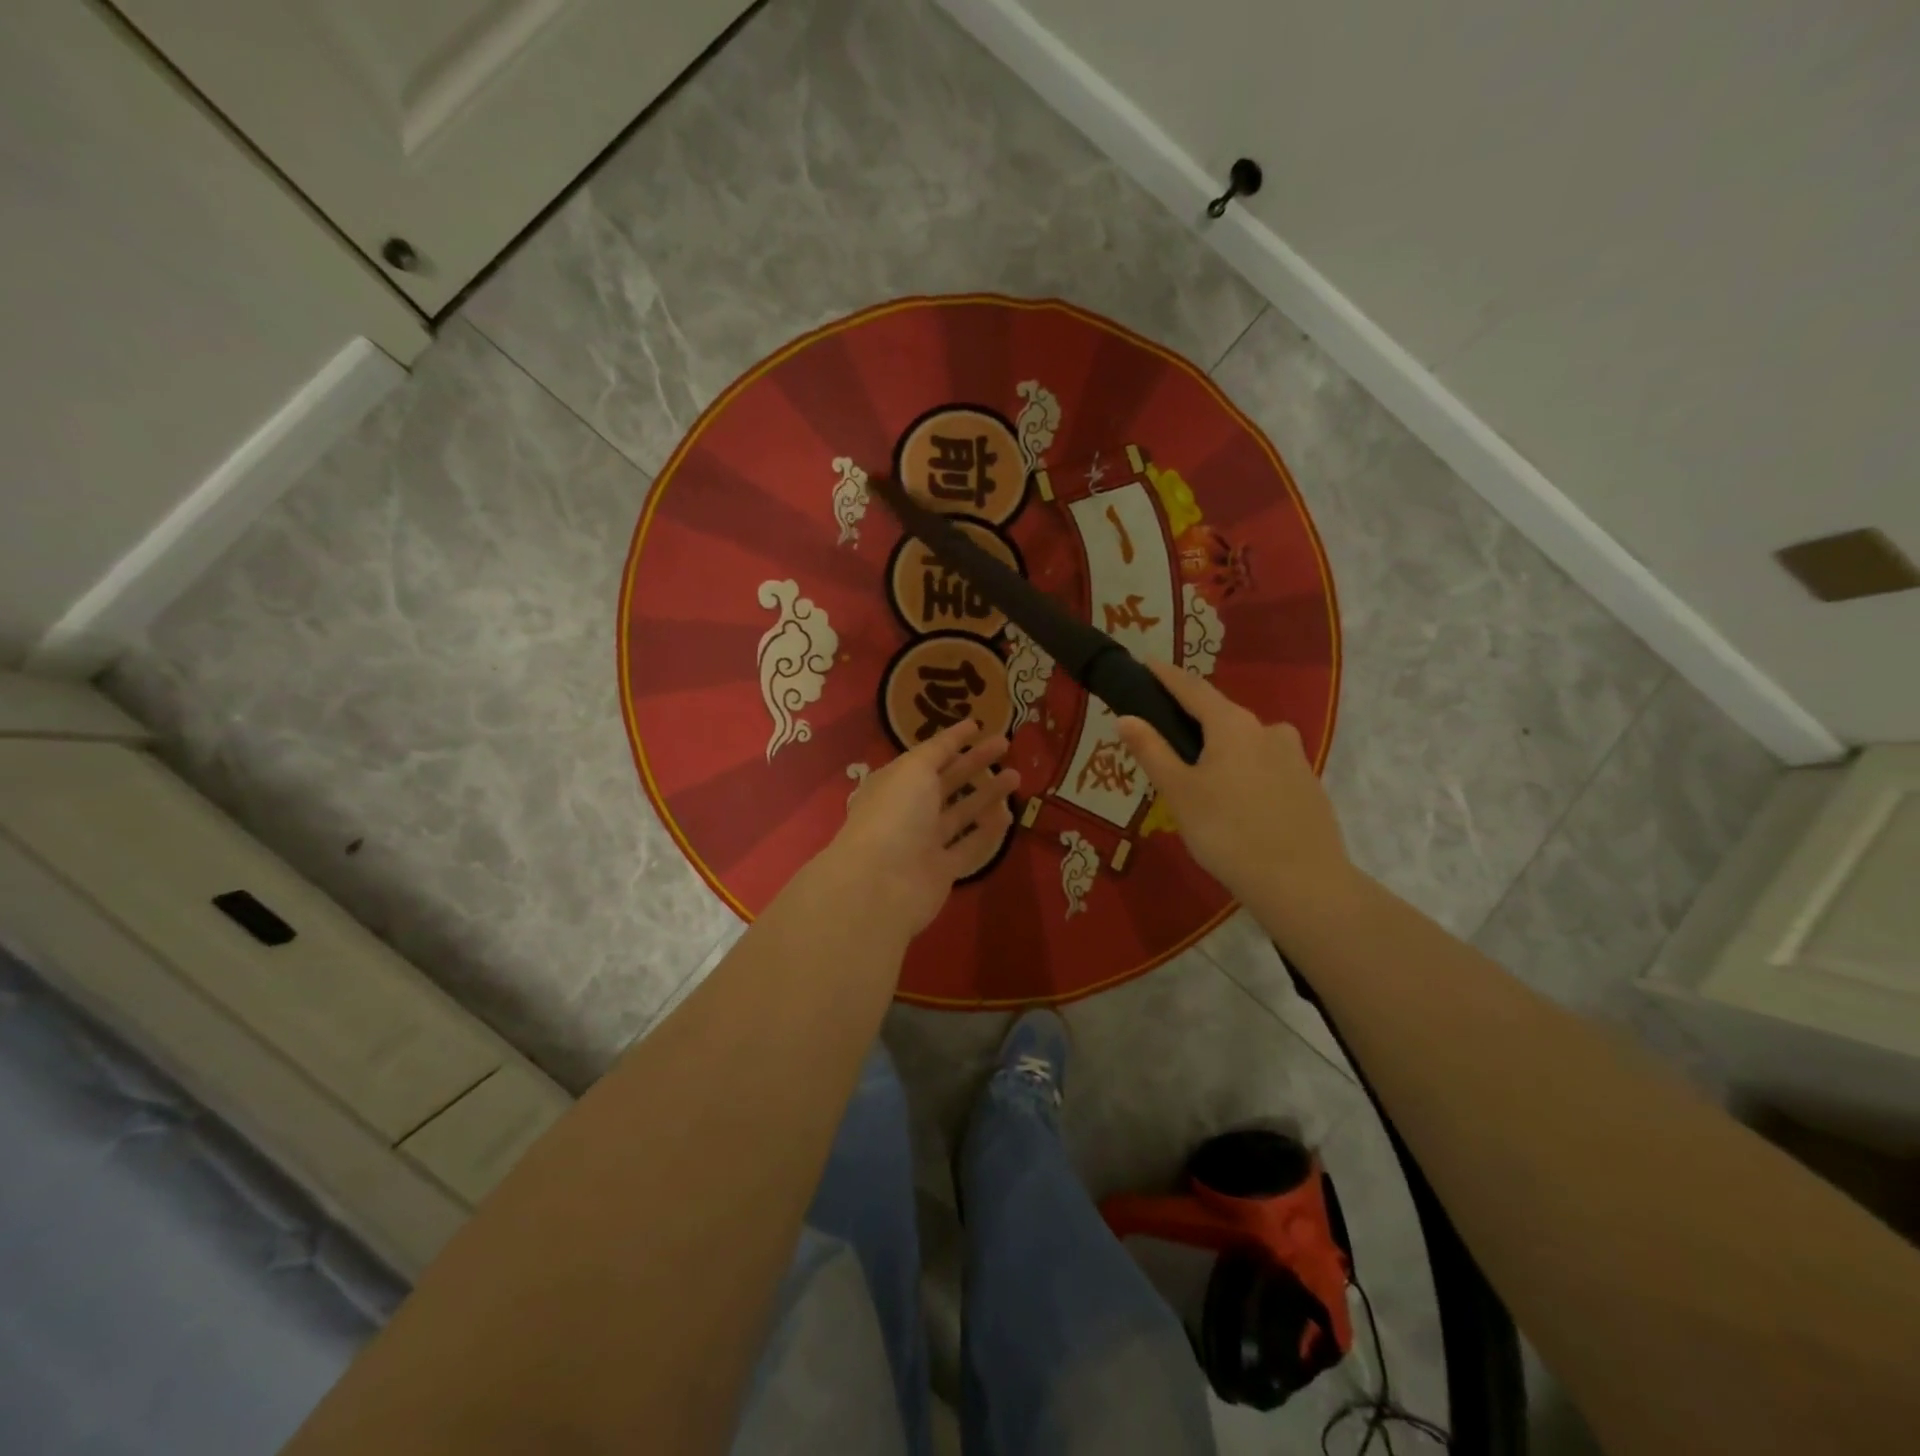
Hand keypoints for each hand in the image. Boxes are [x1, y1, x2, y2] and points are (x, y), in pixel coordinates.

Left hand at [826, 720, 1020, 935]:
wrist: (881, 884)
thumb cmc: (895, 815)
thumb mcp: (913, 769)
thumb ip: (936, 752)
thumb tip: (951, 739)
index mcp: (896, 782)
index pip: (927, 756)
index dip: (951, 740)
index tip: (977, 725)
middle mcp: (909, 810)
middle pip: (946, 782)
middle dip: (975, 763)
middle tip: (1005, 744)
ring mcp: (925, 842)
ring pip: (961, 813)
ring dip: (987, 794)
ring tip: (1016, 776)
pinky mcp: (941, 871)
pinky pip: (969, 847)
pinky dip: (988, 831)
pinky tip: (1009, 815)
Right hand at [1116, 660, 1351, 906]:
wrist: (1302, 882)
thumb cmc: (1228, 832)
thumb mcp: (1179, 792)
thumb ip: (1152, 751)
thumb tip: (1126, 717)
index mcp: (1232, 725)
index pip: (1193, 689)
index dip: (1167, 676)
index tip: (1148, 663)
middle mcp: (1267, 730)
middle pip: (1223, 714)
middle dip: (1195, 718)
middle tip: (1168, 733)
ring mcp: (1294, 756)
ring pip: (1248, 741)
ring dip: (1223, 747)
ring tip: (1203, 775)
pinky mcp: (1308, 784)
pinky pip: (1267, 765)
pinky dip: (1246, 770)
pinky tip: (1238, 800)